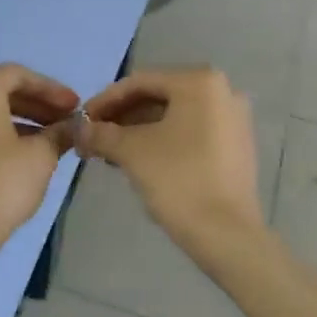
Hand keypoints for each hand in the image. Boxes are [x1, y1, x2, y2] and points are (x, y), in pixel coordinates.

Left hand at [0, 64, 80, 244]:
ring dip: (25, 121)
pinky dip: (6, 135)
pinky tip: (29, 155)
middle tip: (68, 120)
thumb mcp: (41, 155)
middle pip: (3, 91)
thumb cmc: (2, 182)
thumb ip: (59, 133)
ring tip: (54, 139)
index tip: (75, 106)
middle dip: (38, 104)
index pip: (17, 74)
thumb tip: (73, 126)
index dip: (50, 87)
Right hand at [77, 68, 262, 253]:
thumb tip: (79, 130)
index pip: (139, 83)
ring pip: (174, 116)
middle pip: (158, 97)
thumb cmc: (177, 180)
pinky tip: (139, 160)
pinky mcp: (237, 145)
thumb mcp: (131, 151)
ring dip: (139, 130)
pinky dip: (163, 140)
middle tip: (94, 137)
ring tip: (111, 152)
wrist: (226, 234)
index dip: (104, 101)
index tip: (81, 122)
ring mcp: (234, 119)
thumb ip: (101, 133)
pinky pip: (191, 132)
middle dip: (122, 117)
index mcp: (199, 82)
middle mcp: (223, 91)